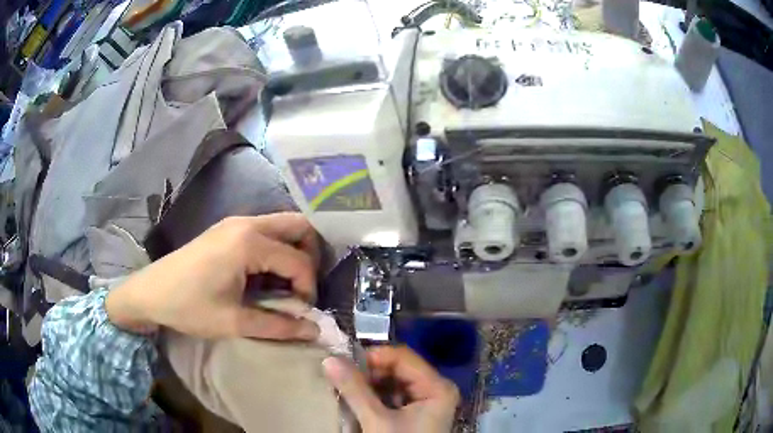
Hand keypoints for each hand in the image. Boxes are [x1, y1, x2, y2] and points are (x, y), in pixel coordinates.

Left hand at [105, 213, 321, 340]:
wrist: (150, 292)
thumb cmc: (189, 306)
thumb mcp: (234, 322)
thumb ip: (278, 326)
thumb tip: (314, 330)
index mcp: (249, 242)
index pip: (298, 260)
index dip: (308, 287)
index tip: (302, 311)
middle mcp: (247, 223)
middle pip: (298, 225)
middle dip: (311, 254)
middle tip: (305, 285)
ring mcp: (236, 222)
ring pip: (282, 226)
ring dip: (294, 251)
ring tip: (289, 283)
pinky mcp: (227, 229)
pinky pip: (266, 231)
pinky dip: (276, 250)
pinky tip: (267, 275)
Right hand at [323, 346, 459, 432]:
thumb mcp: (377, 421)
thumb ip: (355, 390)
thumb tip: (329, 360)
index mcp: (436, 387)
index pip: (402, 356)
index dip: (372, 357)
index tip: (343, 364)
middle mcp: (435, 389)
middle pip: (398, 368)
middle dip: (368, 373)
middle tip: (342, 378)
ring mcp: (427, 401)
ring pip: (394, 382)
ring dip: (369, 385)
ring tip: (347, 389)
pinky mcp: (417, 413)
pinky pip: (394, 395)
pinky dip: (375, 396)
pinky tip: (359, 401)